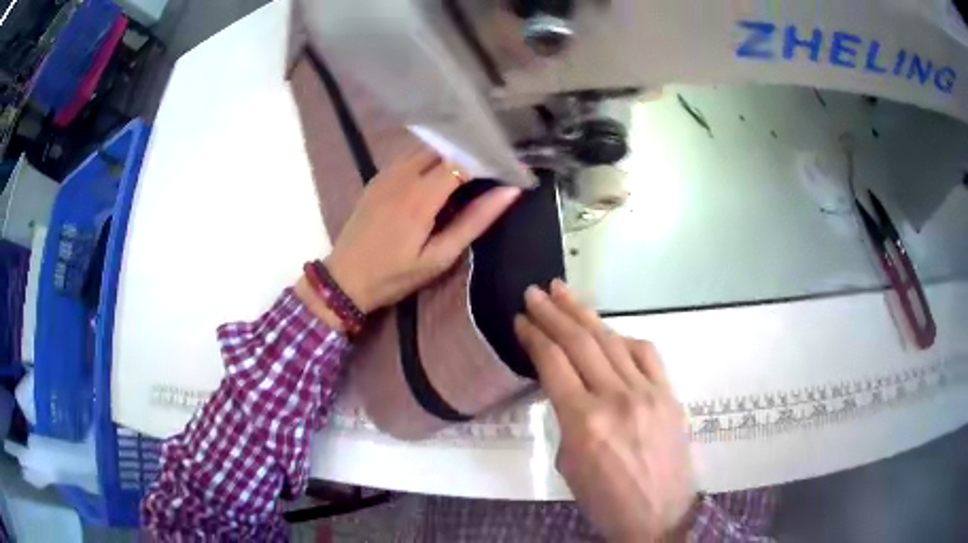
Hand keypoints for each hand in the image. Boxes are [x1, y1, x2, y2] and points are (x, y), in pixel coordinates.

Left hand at [324, 148, 520, 312]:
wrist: (344, 279)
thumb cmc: (394, 275)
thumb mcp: (438, 257)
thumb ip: (474, 222)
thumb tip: (510, 192)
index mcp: (421, 195)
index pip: (465, 160)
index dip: (491, 159)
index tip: (512, 167)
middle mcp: (403, 174)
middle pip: (446, 146)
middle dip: (472, 150)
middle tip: (495, 163)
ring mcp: (387, 172)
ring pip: (426, 146)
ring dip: (452, 150)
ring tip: (473, 164)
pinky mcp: (378, 176)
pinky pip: (409, 154)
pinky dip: (431, 155)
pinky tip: (441, 170)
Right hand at [514, 280, 695, 541]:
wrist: (660, 514)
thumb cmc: (606, 501)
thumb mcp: (569, 464)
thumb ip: (567, 418)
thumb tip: (568, 387)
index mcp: (584, 422)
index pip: (553, 363)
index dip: (534, 336)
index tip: (521, 319)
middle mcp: (616, 398)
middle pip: (579, 342)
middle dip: (553, 313)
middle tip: (535, 292)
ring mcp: (648, 392)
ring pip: (612, 340)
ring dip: (585, 314)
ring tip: (564, 293)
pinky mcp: (669, 393)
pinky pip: (646, 353)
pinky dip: (623, 338)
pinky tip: (609, 332)